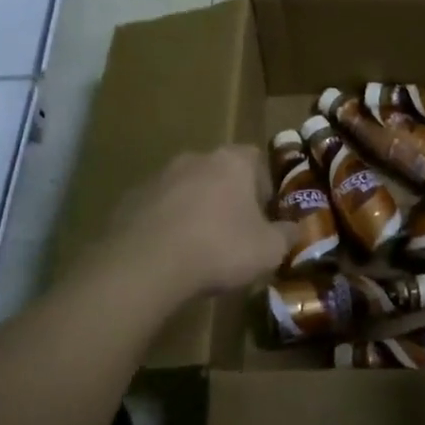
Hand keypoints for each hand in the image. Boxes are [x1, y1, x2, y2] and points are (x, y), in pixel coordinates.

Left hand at [98, 147, 291, 300]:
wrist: (145, 265)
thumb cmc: (219, 248)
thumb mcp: (269, 250)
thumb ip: (287, 235)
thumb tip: (295, 229)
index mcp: (232, 162)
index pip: (255, 159)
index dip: (263, 186)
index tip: (264, 215)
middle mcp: (195, 159)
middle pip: (219, 172)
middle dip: (227, 197)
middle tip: (234, 231)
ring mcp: (158, 177)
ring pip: (186, 189)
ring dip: (195, 209)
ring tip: (199, 247)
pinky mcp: (129, 200)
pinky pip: (158, 209)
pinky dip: (166, 225)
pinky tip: (169, 255)